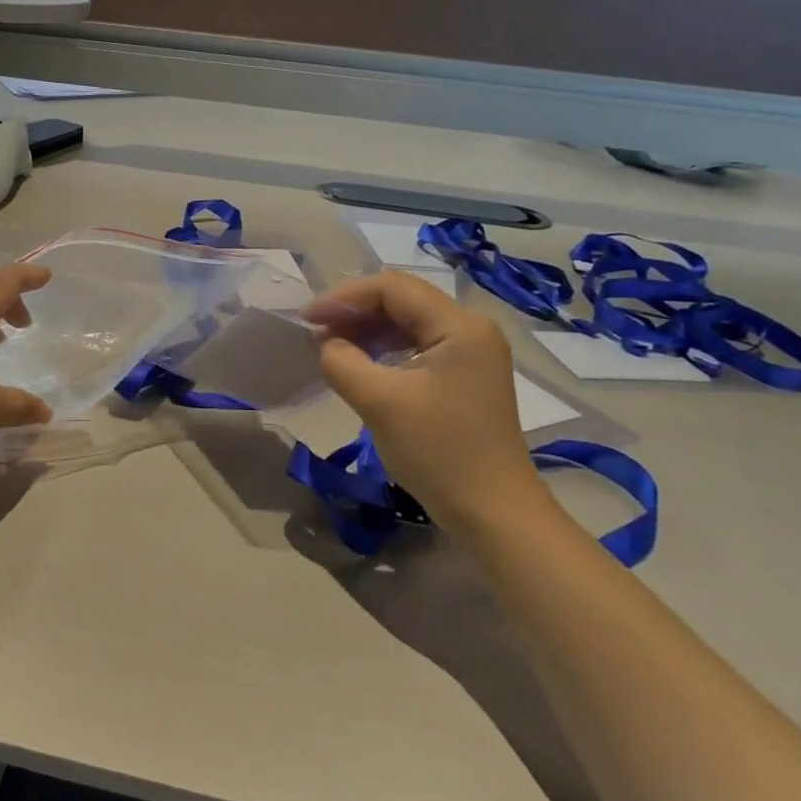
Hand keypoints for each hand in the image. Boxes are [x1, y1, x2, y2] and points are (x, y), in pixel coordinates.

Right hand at [302, 271, 540, 523]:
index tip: (307, 319)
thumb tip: (327, 344)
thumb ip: (342, 361)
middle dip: (354, 311)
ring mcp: (471, 352)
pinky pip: (417, 345)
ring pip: (408, 322)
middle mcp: (471, 329)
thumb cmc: (439, 453)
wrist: (493, 513)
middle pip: (402, 300)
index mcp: (459, 326)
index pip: (392, 287)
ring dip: (366, 329)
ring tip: (330, 347)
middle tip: (315, 332)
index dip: (344, 297)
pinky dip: (384, 349)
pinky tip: (359, 363)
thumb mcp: (379, 403)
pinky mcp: (465, 375)